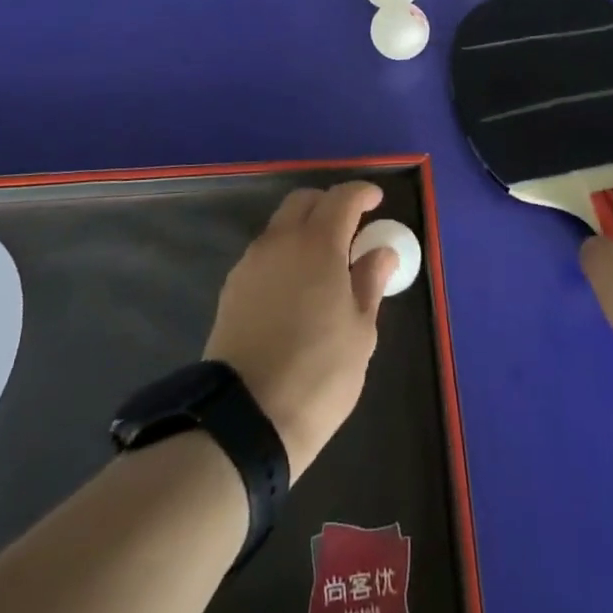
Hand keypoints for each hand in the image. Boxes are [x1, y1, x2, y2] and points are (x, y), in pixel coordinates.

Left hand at [204, 182, 398, 480]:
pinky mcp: (232, 288)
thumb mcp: (360, 332)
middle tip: (351, 228)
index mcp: (318, 244)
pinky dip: (285, 254)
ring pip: (280, 226)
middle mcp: (280, 241)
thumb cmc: (319, 373)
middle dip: (329, 204)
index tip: (377, 200)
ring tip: (325, 262)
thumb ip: (370, 282)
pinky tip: (296, 287)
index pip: (342, 198)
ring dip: (304, 229)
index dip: (362, 193)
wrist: (245, 419)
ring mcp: (250, 263)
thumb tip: (380, 252)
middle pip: (303, 202)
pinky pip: (264, 254)